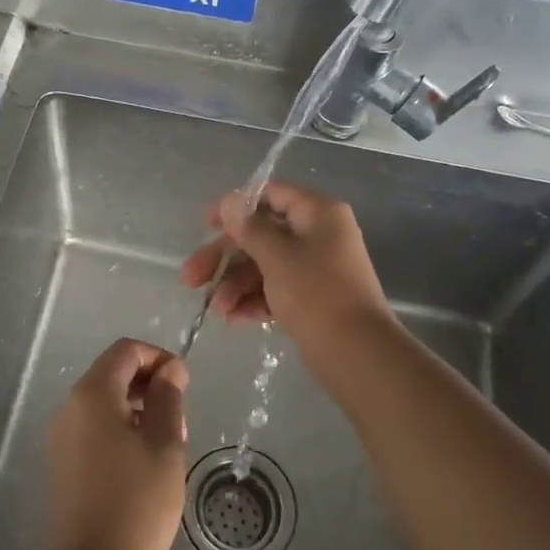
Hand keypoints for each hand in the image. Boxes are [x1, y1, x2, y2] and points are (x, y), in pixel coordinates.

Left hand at [46, 339, 189, 549]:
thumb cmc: (137, 503)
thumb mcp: (164, 444)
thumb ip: (167, 398)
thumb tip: (170, 369)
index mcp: (92, 395)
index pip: (126, 351)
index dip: (159, 358)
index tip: (184, 385)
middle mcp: (70, 408)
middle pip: (113, 374)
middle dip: (149, 386)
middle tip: (179, 420)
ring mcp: (61, 437)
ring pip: (105, 403)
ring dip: (138, 410)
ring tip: (167, 445)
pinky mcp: (62, 464)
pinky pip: (94, 429)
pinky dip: (121, 431)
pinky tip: (143, 465)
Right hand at [179, 181, 391, 344]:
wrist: (358, 355)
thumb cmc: (317, 294)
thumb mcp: (277, 257)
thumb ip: (250, 228)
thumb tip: (229, 201)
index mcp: (318, 214)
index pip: (271, 195)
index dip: (237, 206)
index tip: (207, 225)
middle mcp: (318, 235)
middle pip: (261, 234)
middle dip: (225, 257)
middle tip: (190, 277)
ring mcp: (316, 268)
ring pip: (264, 265)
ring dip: (236, 284)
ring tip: (216, 309)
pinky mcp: (312, 298)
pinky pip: (276, 290)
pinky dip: (254, 300)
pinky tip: (232, 318)